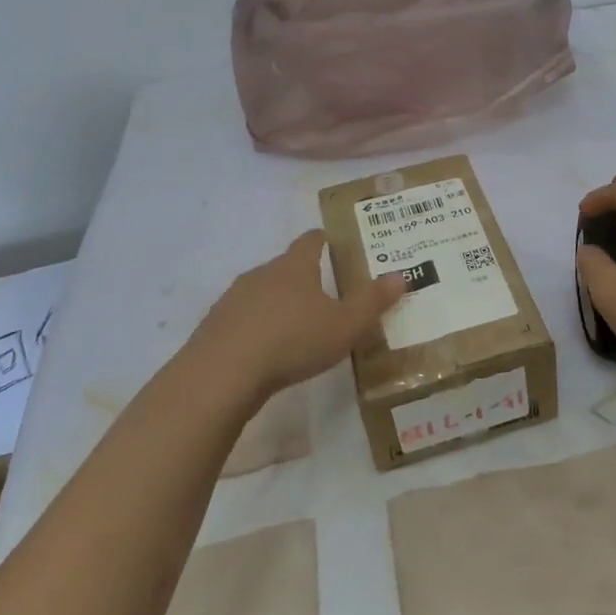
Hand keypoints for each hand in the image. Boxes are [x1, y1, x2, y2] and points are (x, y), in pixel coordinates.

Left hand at [187, 230, 403, 409]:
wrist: (221, 374)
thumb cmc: (292, 341)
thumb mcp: (345, 325)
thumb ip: (373, 302)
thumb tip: (400, 276)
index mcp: (294, 266)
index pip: (311, 240)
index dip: (325, 240)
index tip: (336, 245)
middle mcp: (261, 273)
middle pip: (286, 266)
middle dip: (305, 278)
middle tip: (326, 295)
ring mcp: (233, 299)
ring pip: (262, 293)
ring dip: (279, 304)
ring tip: (298, 327)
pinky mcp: (214, 326)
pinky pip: (243, 319)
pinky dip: (257, 328)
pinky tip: (267, 351)